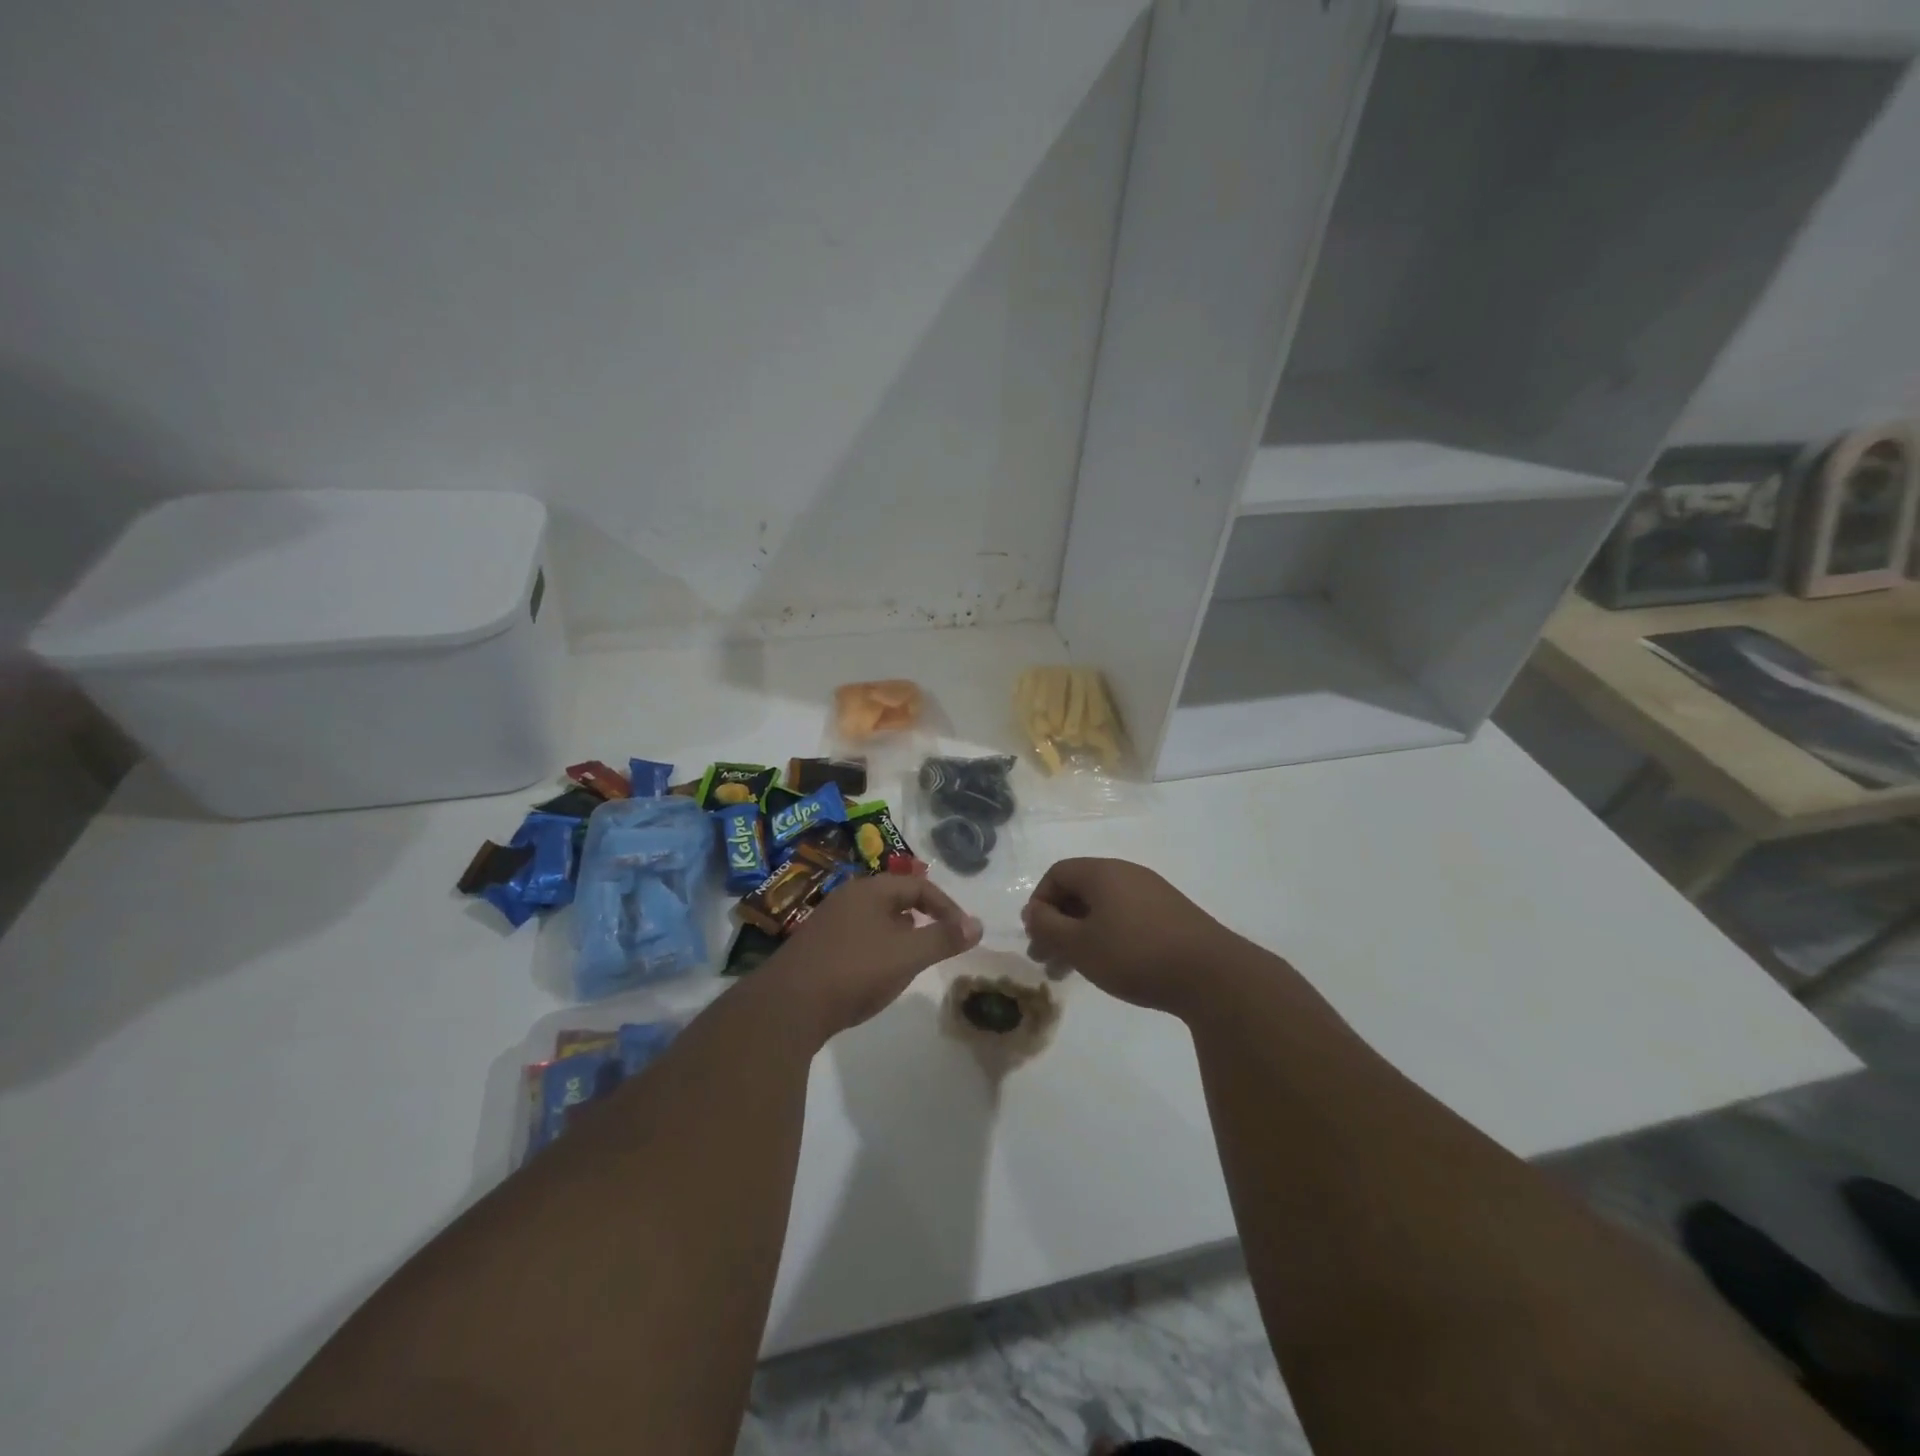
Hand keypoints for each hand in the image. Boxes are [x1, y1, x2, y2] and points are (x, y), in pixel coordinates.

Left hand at [766, 874, 981, 1038]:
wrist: (787, 1007)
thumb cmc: (854, 971)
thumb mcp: (907, 955)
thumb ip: (943, 938)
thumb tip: (978, 924)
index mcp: (869, 890)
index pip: (918, 886)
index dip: (947, 906)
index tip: (963, 932)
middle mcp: (847, 899)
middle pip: (895, 899)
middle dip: (922, 918)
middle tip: (940, 943)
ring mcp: (828, 923)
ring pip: (875, 920)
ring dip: (900, 936)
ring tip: (913, 961)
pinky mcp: (816, 949)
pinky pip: (857, 940)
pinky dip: (877, 950)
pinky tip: (877, 976)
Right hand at [1022, 858, 1238, 1016]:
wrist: (1211, 975)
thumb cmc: (1134, 954)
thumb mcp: (1079, 944)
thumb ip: (1047, 926)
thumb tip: (1032, 911)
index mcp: (1102, 872)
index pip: (1057, 873)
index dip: (1039, 902)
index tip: (1036, 936)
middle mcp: (1127, 873)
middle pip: (1079, 890)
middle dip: (1058, 923)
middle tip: (1047, 960)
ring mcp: (1152, 893)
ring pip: (1102, 907)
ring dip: (1080, 934)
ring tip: (1073, 971)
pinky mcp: (1171, 915)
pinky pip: (1126, 917)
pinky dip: (1107, 936)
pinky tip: (1109, 965)